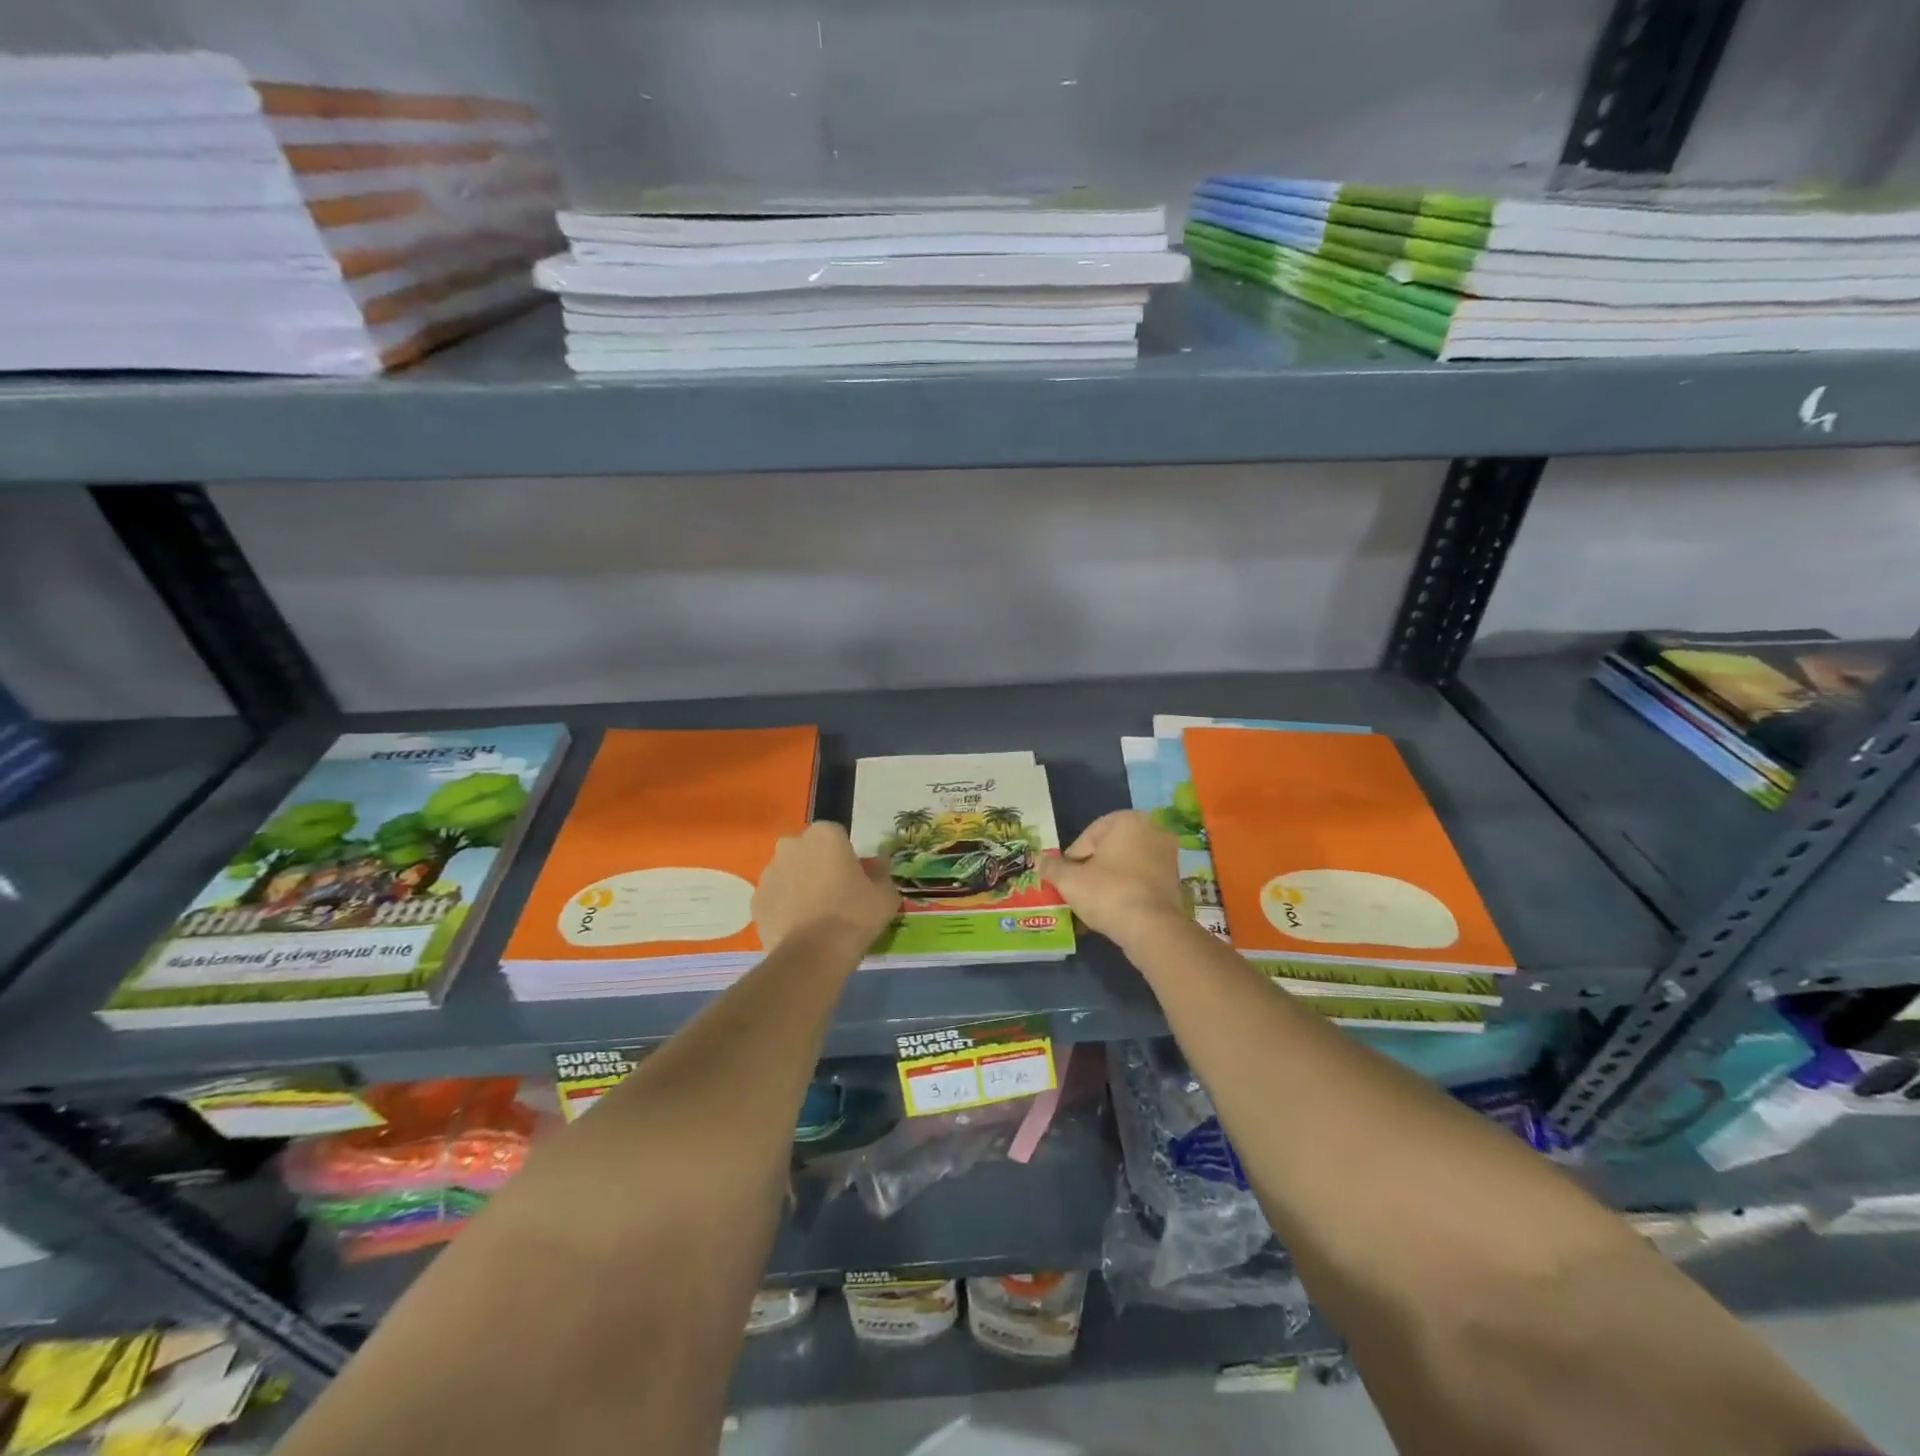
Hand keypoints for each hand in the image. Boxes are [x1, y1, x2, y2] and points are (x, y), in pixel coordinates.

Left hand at [754, 822, 899, 951]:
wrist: (813, 956)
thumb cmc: (854, 916)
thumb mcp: (885, 895)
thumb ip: (882, 874)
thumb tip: (878, 867)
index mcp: (825, 835)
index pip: (837, 836)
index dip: (846, 856)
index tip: (854, 878)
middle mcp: (792, 845)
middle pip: (808, 851)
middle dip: (818, 866)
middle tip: (835, 895)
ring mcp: (769, 872)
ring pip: (788, 873)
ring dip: (799, 885)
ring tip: (816, 916)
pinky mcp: (756, 900)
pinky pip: (776, 898)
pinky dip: (785, 908)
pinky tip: (799, 929)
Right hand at [1045, 811, 1187, 944]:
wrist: (1151, 928)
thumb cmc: (1108, 893)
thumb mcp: (1069, 880)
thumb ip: (1052, 867)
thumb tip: (1038, 860)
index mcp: (1127, 820)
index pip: (1087, 838)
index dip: (1072, 861)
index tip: (1066, 881)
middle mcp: (1152, 829)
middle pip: (1108, 850)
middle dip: (1092, 870)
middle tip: (1078, 892)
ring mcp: (1167, 855)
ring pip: (1125, 865)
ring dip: (1108, 881)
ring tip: (1094, 904)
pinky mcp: (1175, 879)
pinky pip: (1141, 880)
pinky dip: (1127, 891)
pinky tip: (1115, 910)